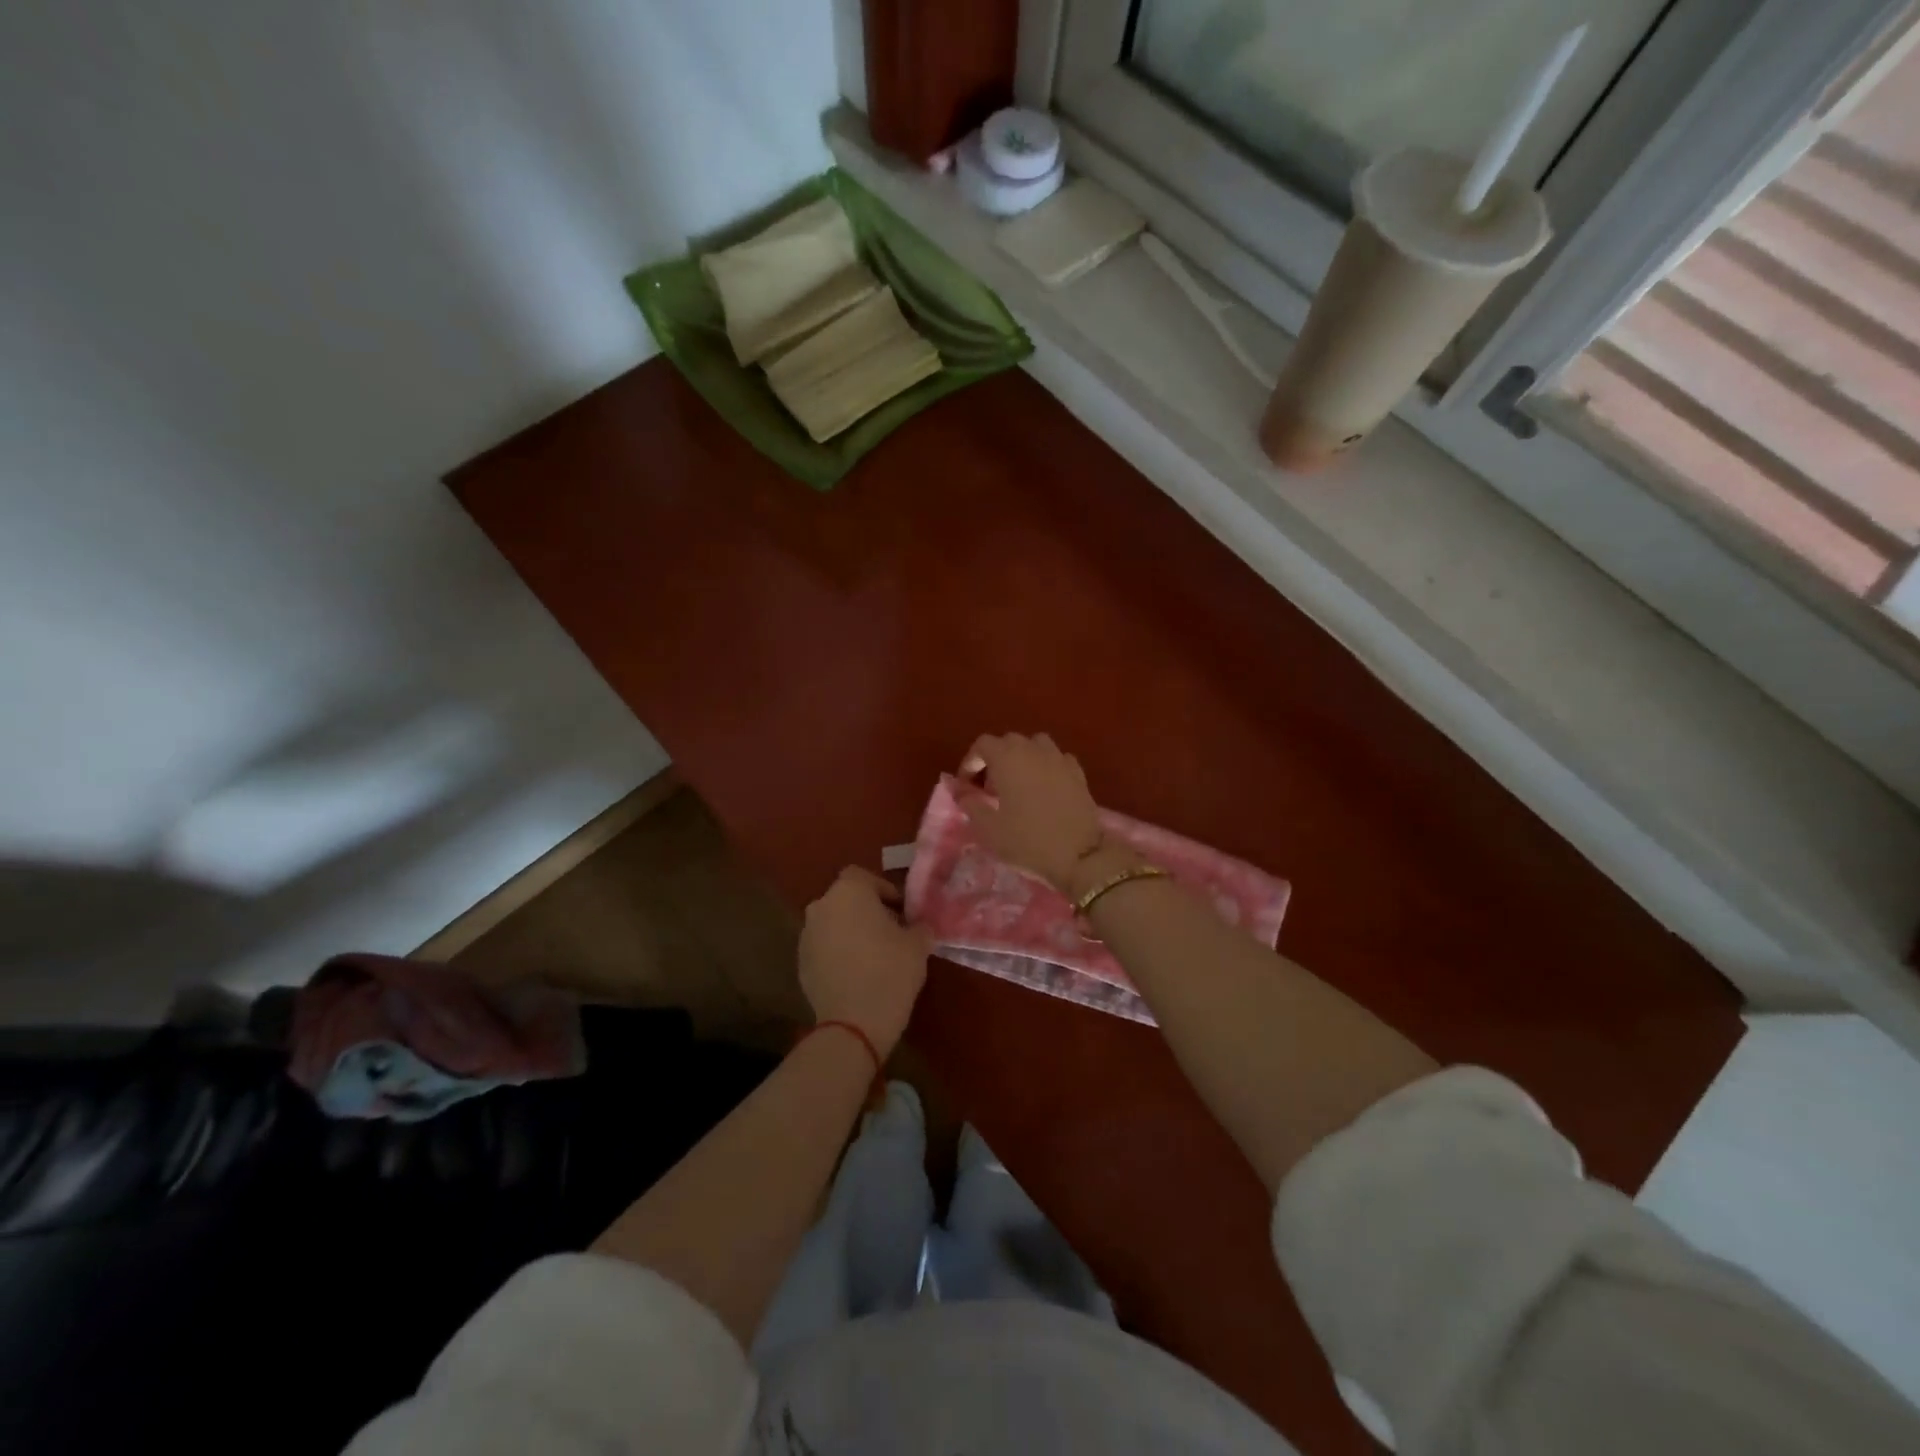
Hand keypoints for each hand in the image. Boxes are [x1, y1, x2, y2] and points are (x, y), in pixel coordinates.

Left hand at [798, 867, 933, 1056]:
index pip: (863, 876)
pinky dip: (837, 954)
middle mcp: (821, 907)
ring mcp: (806, 936)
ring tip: (873, 955)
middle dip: (865, 911)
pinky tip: (856, 974)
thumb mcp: (918, 945)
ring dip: (850, 932)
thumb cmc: (890, 971)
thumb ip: (918, 926)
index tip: (901, 911)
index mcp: (848, 892)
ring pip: (832, 924)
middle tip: (890, 931)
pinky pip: (824, 948)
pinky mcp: (801, 964)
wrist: (853, 1023)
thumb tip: (918, 926)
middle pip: (845, 899)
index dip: (883, 890)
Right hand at [956, 733, 1105, 893]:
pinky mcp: (1078, 772)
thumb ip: (969, 803)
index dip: (971, 762)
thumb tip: (959, 789)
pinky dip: (1046, 766)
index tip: (967, 786)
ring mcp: (1058, 758)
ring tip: (1018, 783)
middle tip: (990, 788)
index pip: (982, 745)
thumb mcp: (988, 828)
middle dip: (995, 759)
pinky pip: (1056, 758)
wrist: (1079, 854)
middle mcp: (1033, 750)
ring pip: (1035, 745)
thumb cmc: (1027, 840)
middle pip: (1008, 742)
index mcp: (1007, 758)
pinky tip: (1044, 787)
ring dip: (1022, 757)